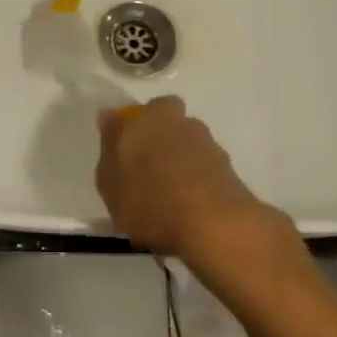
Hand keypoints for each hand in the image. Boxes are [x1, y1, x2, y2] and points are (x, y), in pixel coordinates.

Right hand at [95, 97, 291, 273]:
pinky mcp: (228, 167)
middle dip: (158, 137)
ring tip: (169, 197)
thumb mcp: (110, 182)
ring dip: (179, 160)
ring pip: (187, 143)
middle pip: (165, 121)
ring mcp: (206, 142)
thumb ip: (109, 149)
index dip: (127, 129)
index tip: (123, 152)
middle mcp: (177, 121)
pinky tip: (188, 208)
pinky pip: (203, 168)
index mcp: (145, 118)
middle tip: (147, 170)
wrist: (212, 223)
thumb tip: (109, 118)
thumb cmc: (149, 199)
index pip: (131, 113)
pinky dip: (196, 181)